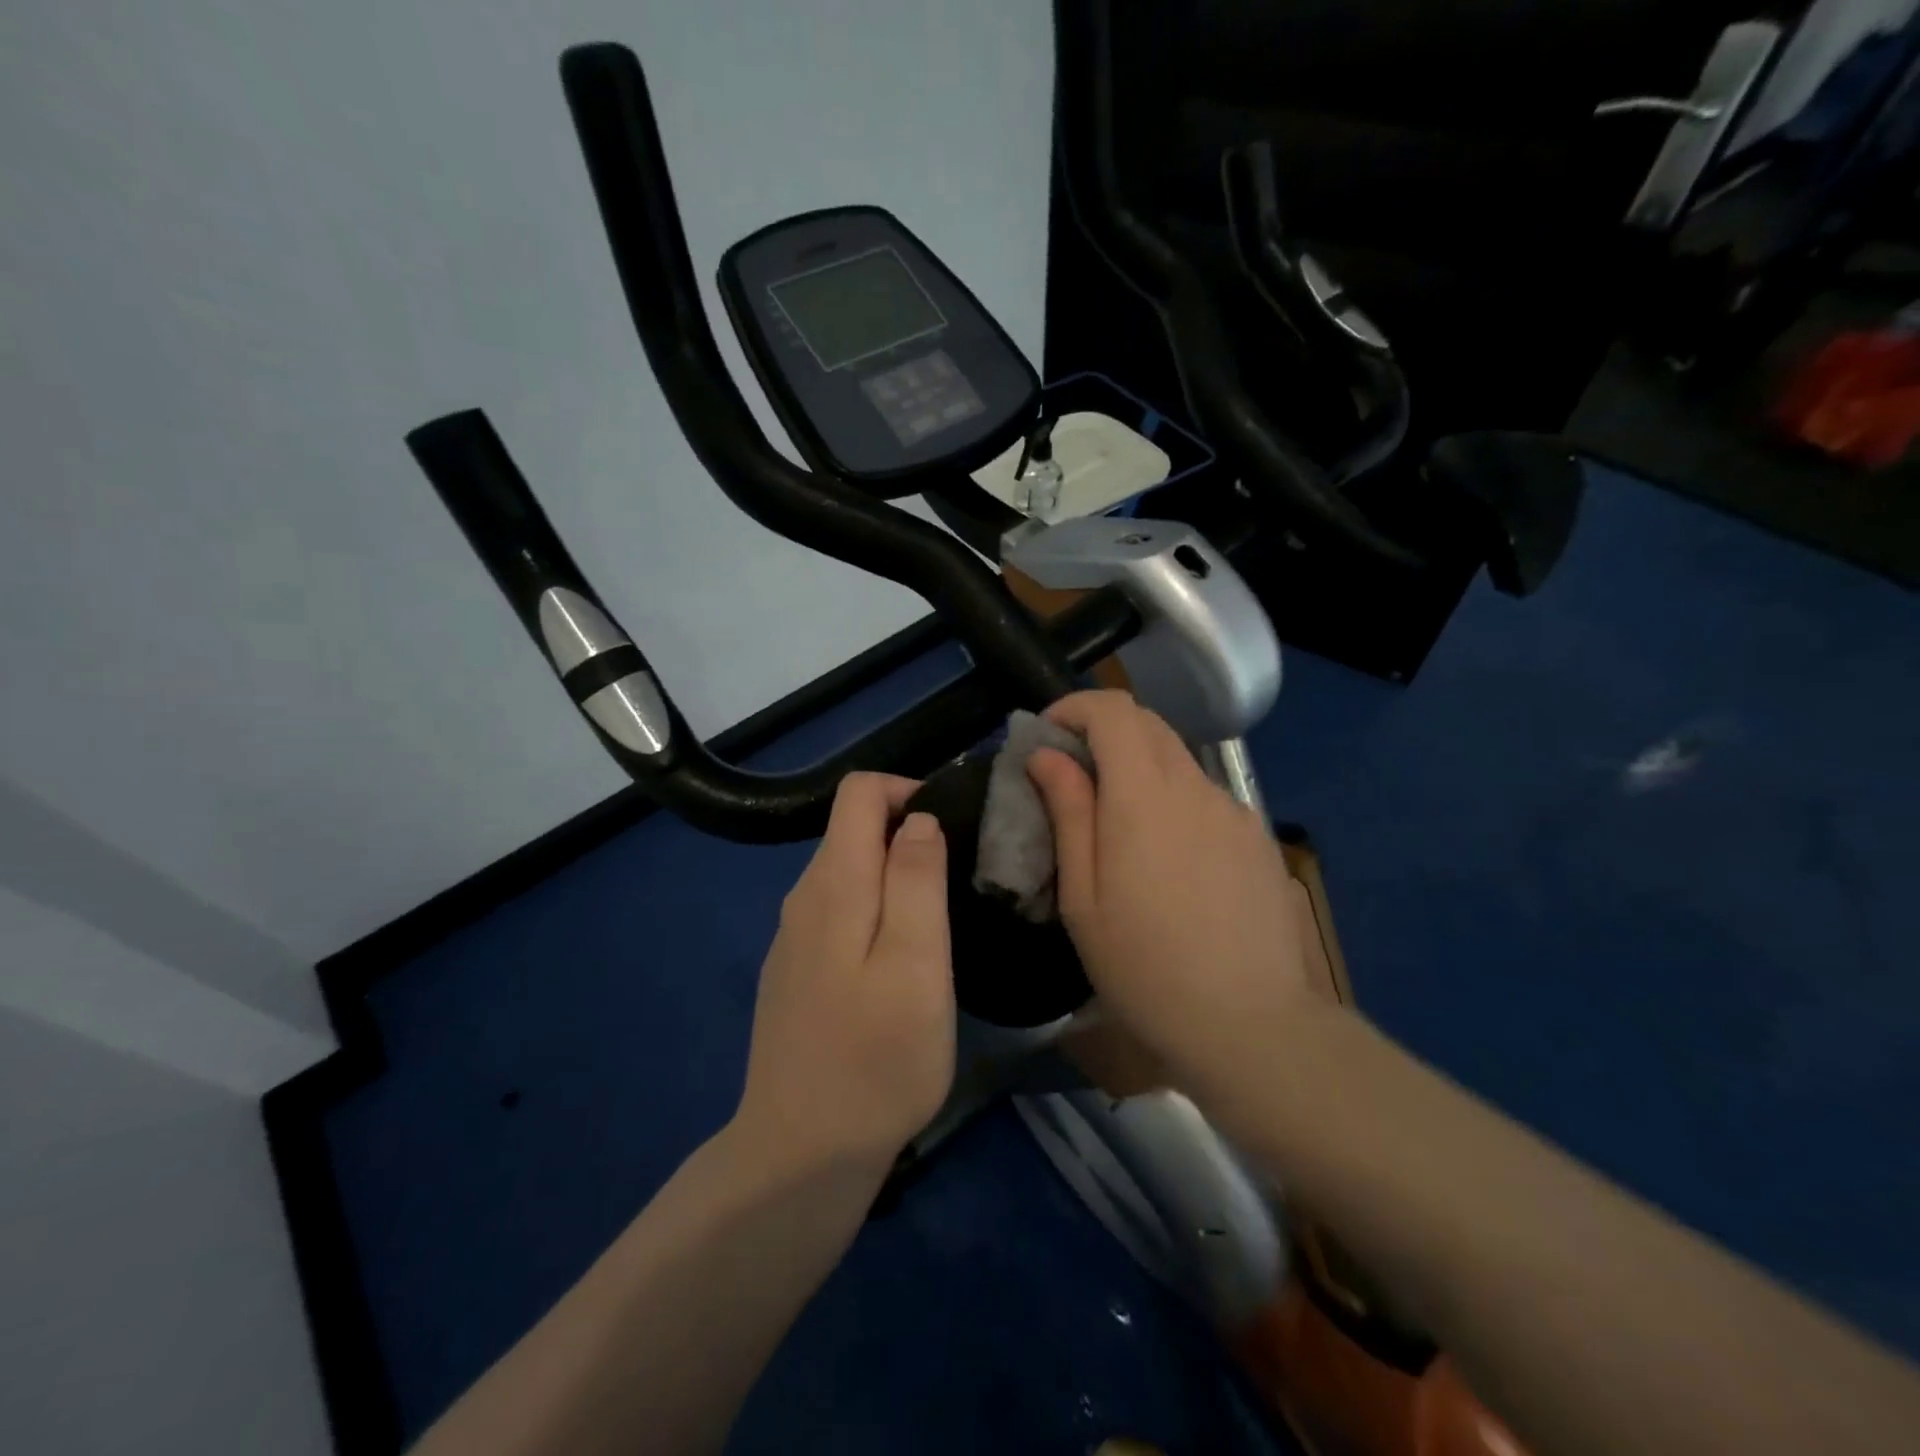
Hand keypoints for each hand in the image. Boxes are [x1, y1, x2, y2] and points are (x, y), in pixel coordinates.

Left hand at [734, 773, 954, 1173]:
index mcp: (834, 884)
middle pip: (853, 828)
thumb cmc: (876, 1059)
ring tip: (939, 921)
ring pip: (848, 872)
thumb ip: (917, 880)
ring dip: (895, 875)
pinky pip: (838, 911)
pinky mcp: (795, 970)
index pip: (859, 792)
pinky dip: (874, 910)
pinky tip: (899, 962)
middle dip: (908, 833)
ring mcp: (793, 937)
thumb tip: (919, 819)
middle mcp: (803, 897)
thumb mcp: (917, 964)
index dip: (908, 790)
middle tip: (959, 881)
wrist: (800, 1156)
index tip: (953, 828)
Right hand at [1026, 691, 1325, 1091]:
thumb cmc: (1145, 968)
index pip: (1112, 710)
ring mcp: (1234, 811)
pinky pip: (1205, 796)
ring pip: (1178, 760)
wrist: (1251, 1025)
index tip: (1046, 737)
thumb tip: (1046, 756)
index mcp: (1144, 796)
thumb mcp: (1083, 897)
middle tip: (1071, 776)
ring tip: (1117, 827)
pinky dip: (1172, 799)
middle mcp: (1195, 787)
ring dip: (1138, 768)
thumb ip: (1068, 813)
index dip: (1074, 709)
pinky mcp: (1258, 838)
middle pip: (1148, 724)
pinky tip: (1167, 859)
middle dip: (1102, 732)